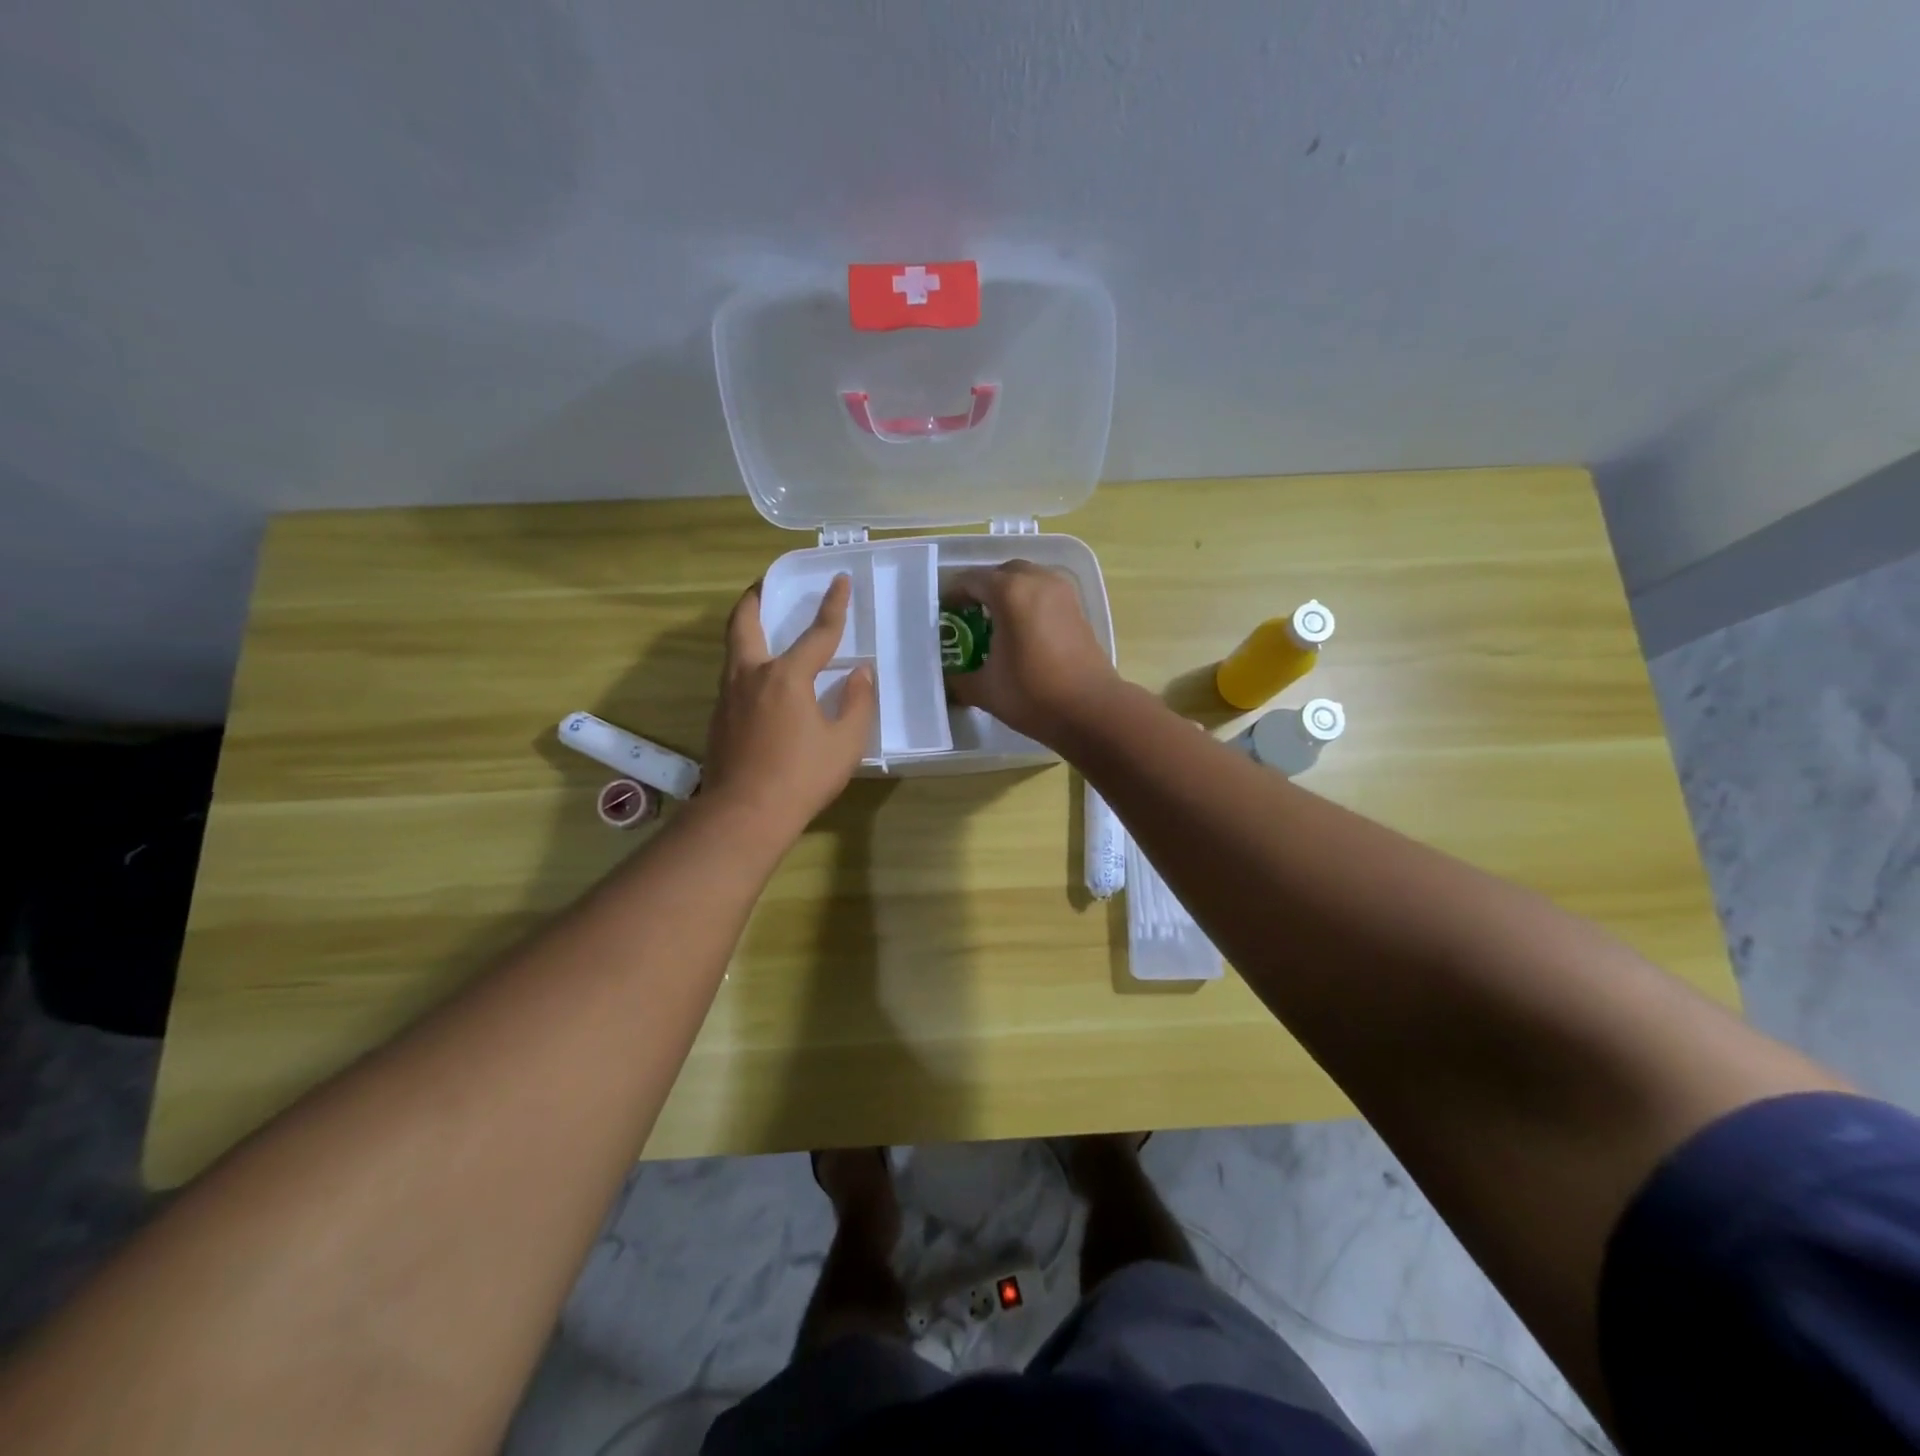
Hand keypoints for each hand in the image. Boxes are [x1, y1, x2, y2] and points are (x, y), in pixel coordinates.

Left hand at [702, 575, 875, 839]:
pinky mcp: (718, 717)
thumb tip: (859, 673)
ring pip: (732, 649)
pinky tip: (760, 679)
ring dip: (745, 628)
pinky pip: (731, 675)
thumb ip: (856, 702)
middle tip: (765, 585)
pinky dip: (744, 661)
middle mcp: (751, 675)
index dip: (833, 606)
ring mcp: (728, 696)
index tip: (840, 581)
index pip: (817, 633)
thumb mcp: (845, 743)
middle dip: (755, 598)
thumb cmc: (802, 777)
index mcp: (786, 676)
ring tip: (761, 625)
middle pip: (744, 623)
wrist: (744, 814)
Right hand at [944, 561, 1120, 747]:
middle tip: (968, 616)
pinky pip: (1046, 593)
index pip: (971, 581)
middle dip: (983, 589)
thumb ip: (959, 680)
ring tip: (996, 622)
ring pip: (1028, 578)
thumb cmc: (1032, 695)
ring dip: (1010, 592)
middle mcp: (1037, 581)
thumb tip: (947, 681)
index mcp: (1009, 592)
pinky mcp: (1078, 608)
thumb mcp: (984, 689)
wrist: (1091, 710)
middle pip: (1002, 573)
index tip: (943, 614)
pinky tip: (1022, 631)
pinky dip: (1030, 602)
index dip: (953, 595)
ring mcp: (1062, 592)